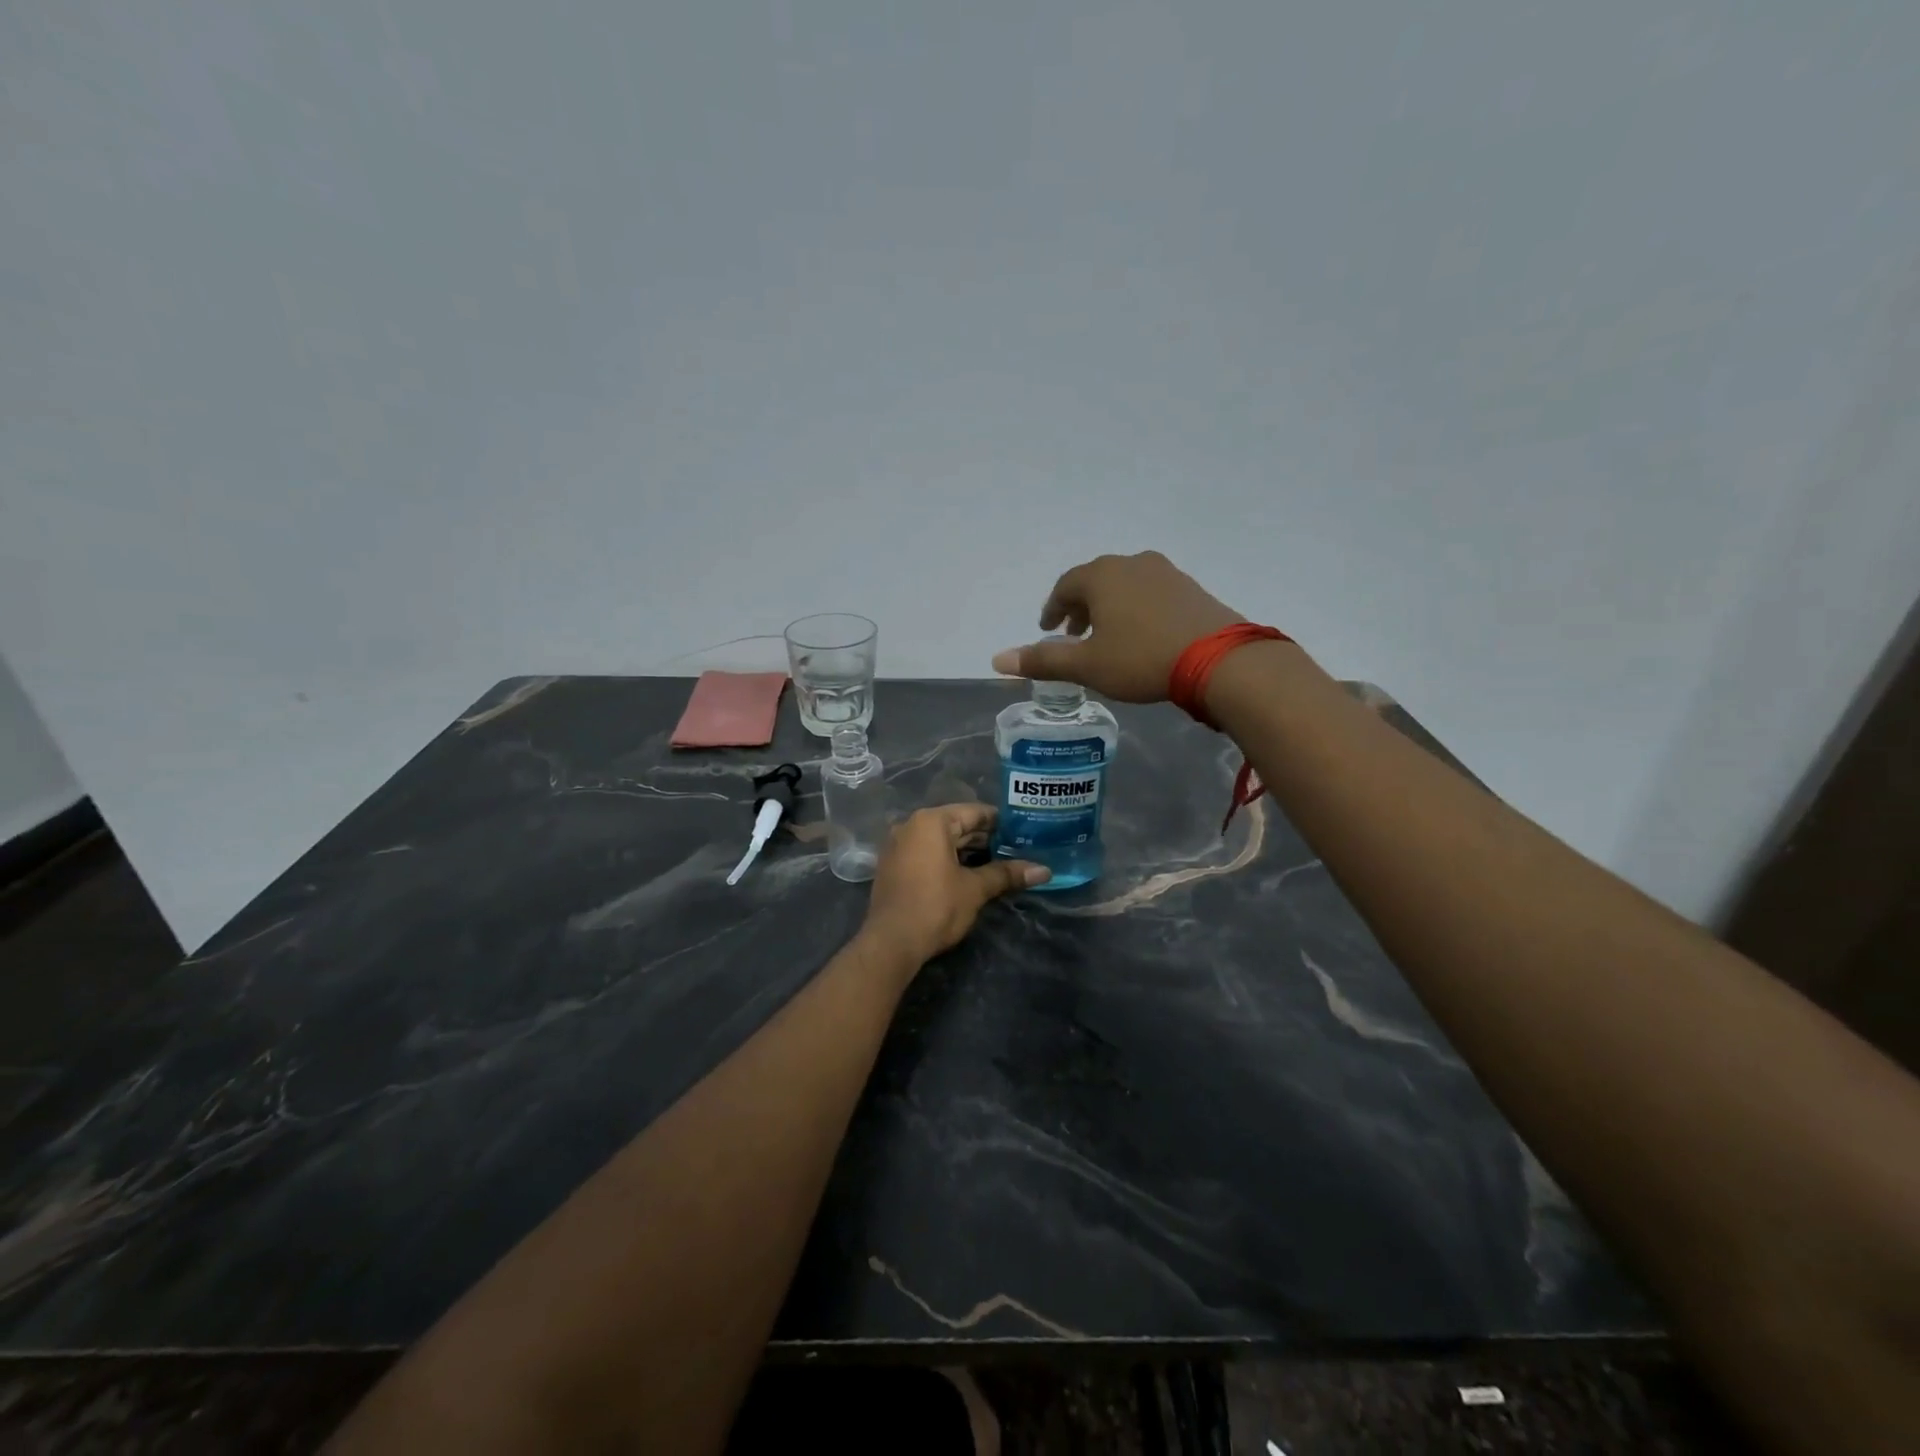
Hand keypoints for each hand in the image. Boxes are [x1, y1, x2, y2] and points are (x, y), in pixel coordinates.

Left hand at [859, 804, 1049, 967]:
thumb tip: (1045, 871)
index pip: (974, 812)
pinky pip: (927, 854)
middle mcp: (911, 826)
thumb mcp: (975, 889)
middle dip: (986, 839)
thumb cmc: (936, 906)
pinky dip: (948, 860)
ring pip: (942, 841)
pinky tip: (970, 875)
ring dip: (968, 852)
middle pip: (957, 825)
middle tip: (1017, 850)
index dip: (1001, 823)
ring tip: (1000, 864)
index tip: (1024, 832)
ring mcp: (899, 846)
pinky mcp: (894, 866)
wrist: (891, 943)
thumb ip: (1007, 874)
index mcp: (931, 821)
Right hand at [990, 551, 1243, 702]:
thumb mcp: (1087, 665)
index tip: (1048, 630)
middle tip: (1073, 635)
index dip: (1052, 609)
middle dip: (1080, 607)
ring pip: (1124, 585)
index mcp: (1101, 576)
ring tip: (1107, 636)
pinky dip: (1136, 609)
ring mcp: (1165, 572)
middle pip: (1095, 581)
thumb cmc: (1141, 659)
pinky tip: (1143, 634)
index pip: (1065, 586)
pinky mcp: (1191, 588)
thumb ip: (1042, 660)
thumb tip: (996, 659)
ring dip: (1109, 607)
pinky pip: (1151, 593)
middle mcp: (1131, 563)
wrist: (1219, 660)